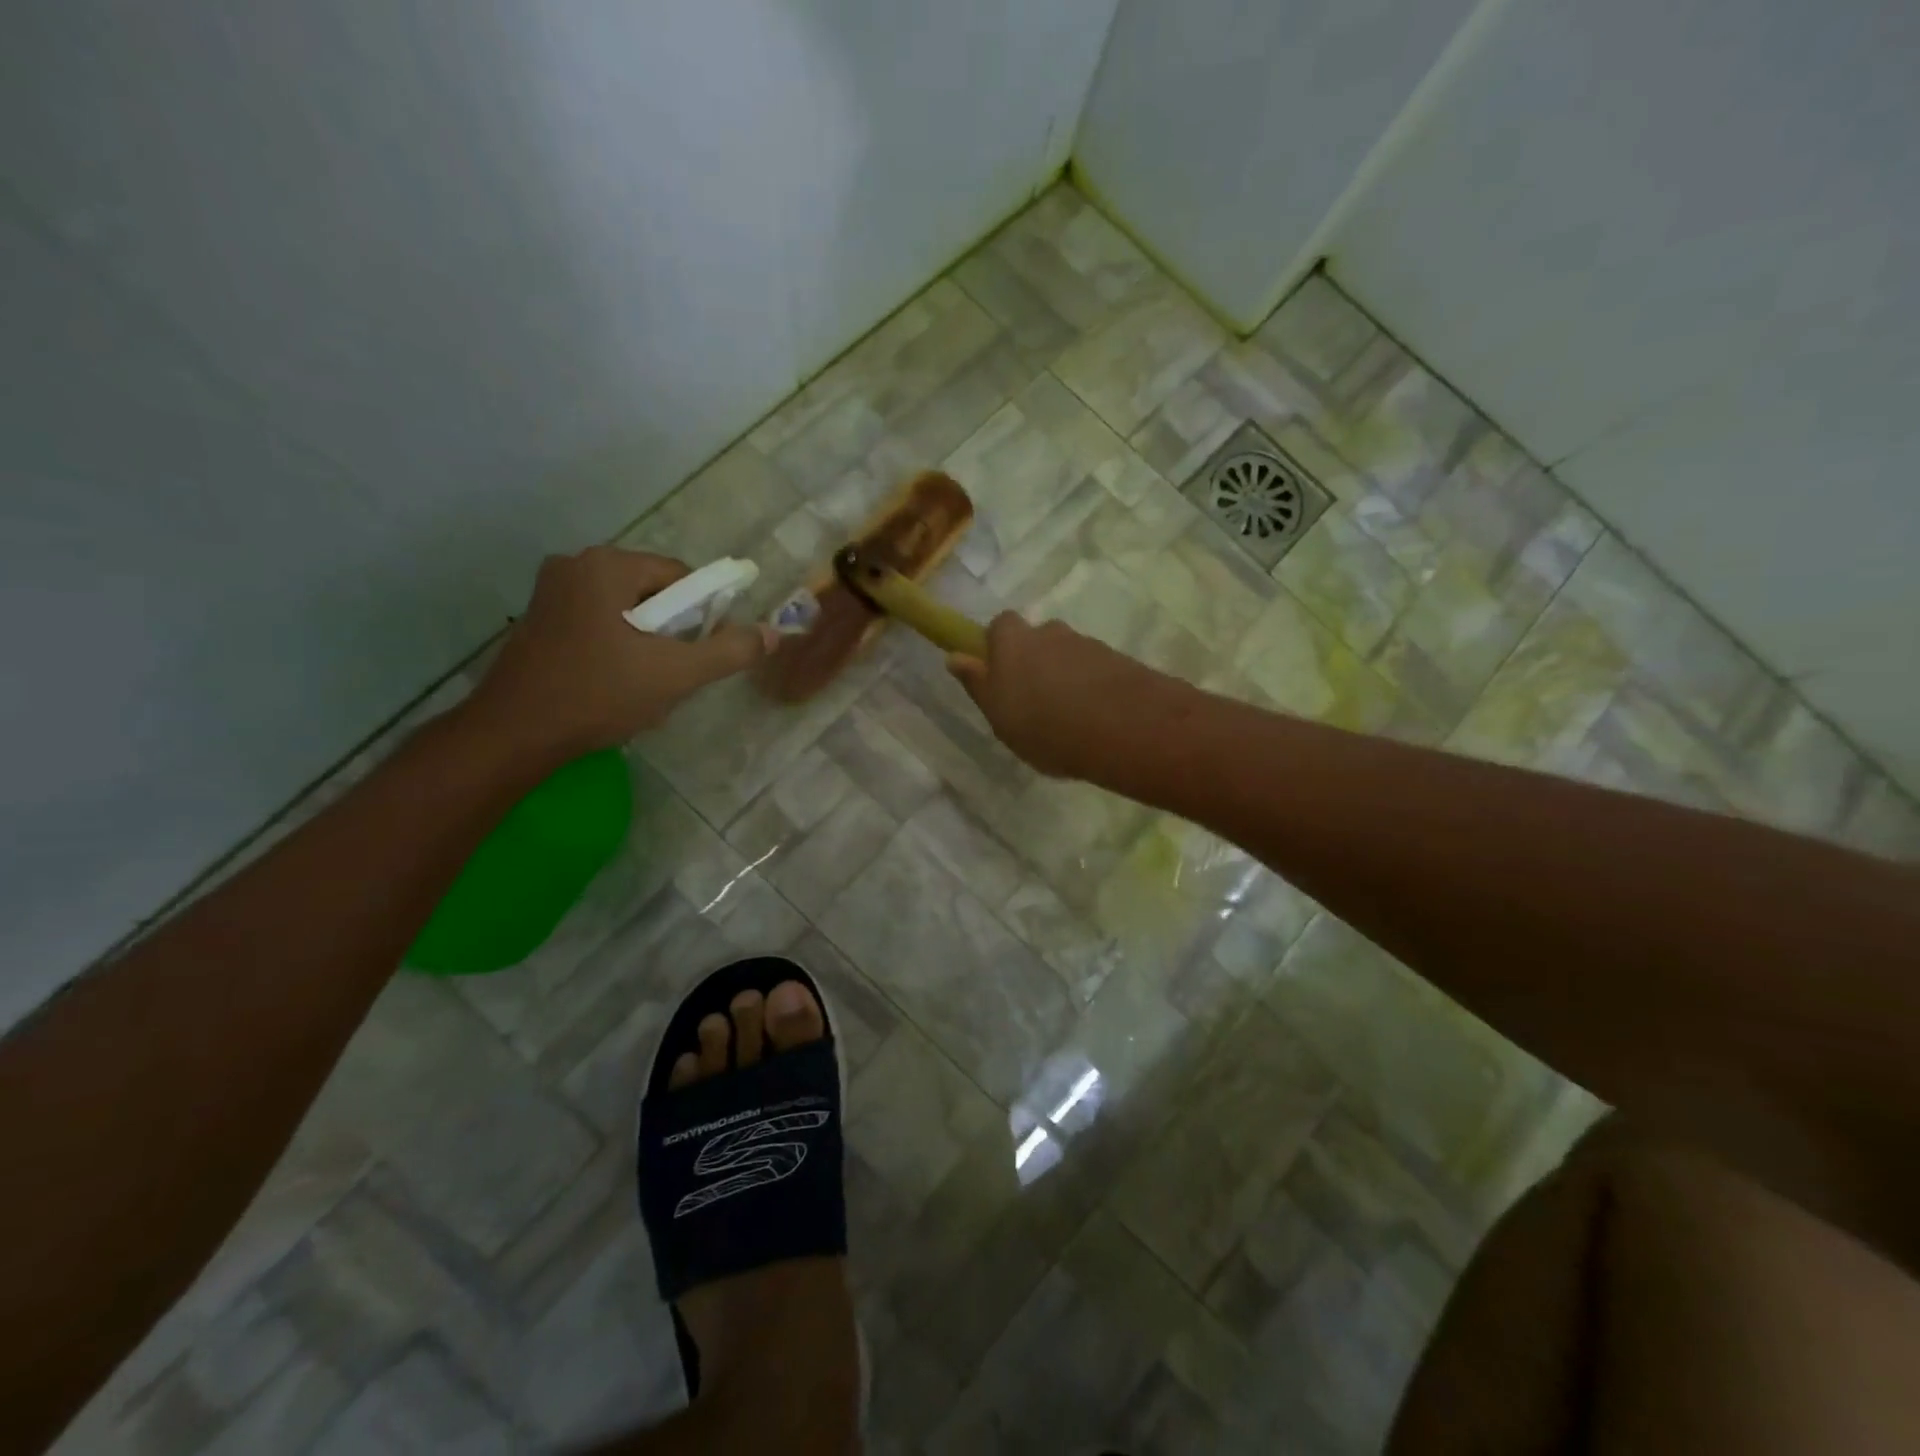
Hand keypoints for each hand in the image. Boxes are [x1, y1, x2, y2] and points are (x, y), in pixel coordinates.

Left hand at [464, 547, 771, 765]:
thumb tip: (771, 634)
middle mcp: (575, 565)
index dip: (701, 615)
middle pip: (653, 594)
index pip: (680, 577)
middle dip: (670, 634)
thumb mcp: (675, 674)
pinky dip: (616, 649)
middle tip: (669, 676)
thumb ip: (729, 651)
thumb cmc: (597, 694)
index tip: (697, 655)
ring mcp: (550, 592)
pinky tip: (612, 685)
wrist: (513, 735)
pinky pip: (598, 624)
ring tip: (641, 686)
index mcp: (607, 565)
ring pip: (626, 612)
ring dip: (645, 645)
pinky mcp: (538, 621)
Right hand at [947, 612, 1172, 777]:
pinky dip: (1091, 687)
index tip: (999, 676)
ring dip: (1065, 677)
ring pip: (1067, 655)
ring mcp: (1087, 644)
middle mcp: (1050, 632)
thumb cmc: (1044, 726)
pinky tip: (1093, 720)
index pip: (1000, 626)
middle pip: (1037, 639)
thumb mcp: (999, 715)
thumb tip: (955, 656)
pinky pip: (1095, 670)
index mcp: (1013, 641)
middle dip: (1034, 662)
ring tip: (1068, 718)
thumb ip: (978, 684)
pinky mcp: (1118, 660)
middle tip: (1034, 702)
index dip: (998, 647)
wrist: (1123, 728)